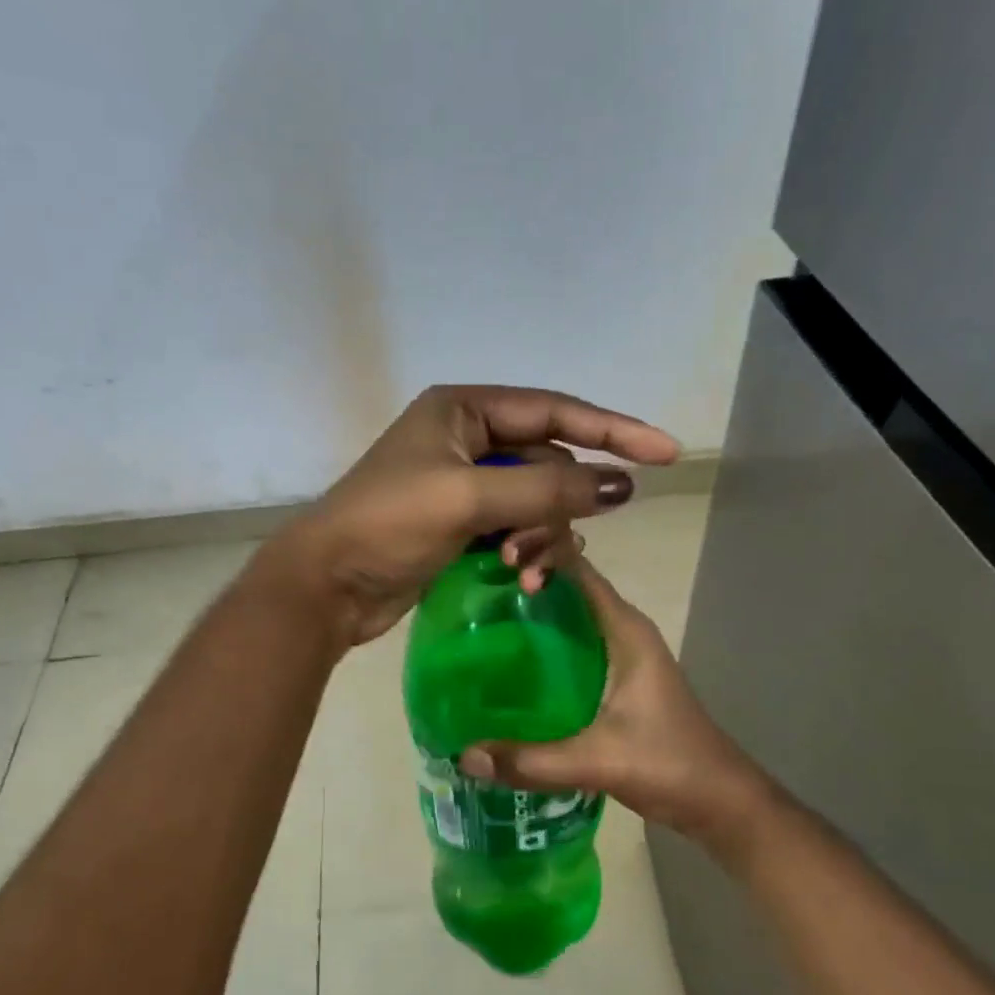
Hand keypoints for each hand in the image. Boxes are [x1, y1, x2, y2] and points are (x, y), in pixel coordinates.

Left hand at [267, 385, 678, 645]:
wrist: (328, 585)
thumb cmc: (389, 525)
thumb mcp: (468, 498)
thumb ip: (547, 487)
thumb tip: (621, 484)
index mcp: (463, 410)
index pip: (555, 411)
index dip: (613, 430)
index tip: (666, 452)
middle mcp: (467, 438)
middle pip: (548, 462)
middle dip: (557, 507)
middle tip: (540, 551)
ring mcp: (464, 483)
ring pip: (536, 501)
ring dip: (542, 535)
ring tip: (524, 570)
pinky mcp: (461, 524)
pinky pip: (516, 527)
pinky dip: (526, 549)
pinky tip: (523, 576)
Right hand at [458, 554, 766, 858]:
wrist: (719, 801)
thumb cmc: (668, 765)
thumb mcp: (597, 761)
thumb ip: (531, 761)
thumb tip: (463, 756)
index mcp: (624, 629)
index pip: (577, 568)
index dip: (537, 555)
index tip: (491, 565)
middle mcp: (622, 631)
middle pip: (568, 587)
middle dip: (524, 582)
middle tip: (473, 592)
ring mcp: (620, 655)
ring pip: (568, 618)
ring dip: (529, 615)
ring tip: (478, 622)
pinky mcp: (614, 680)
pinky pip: (570, 647)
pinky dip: (540, 646)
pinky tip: (506, 667)